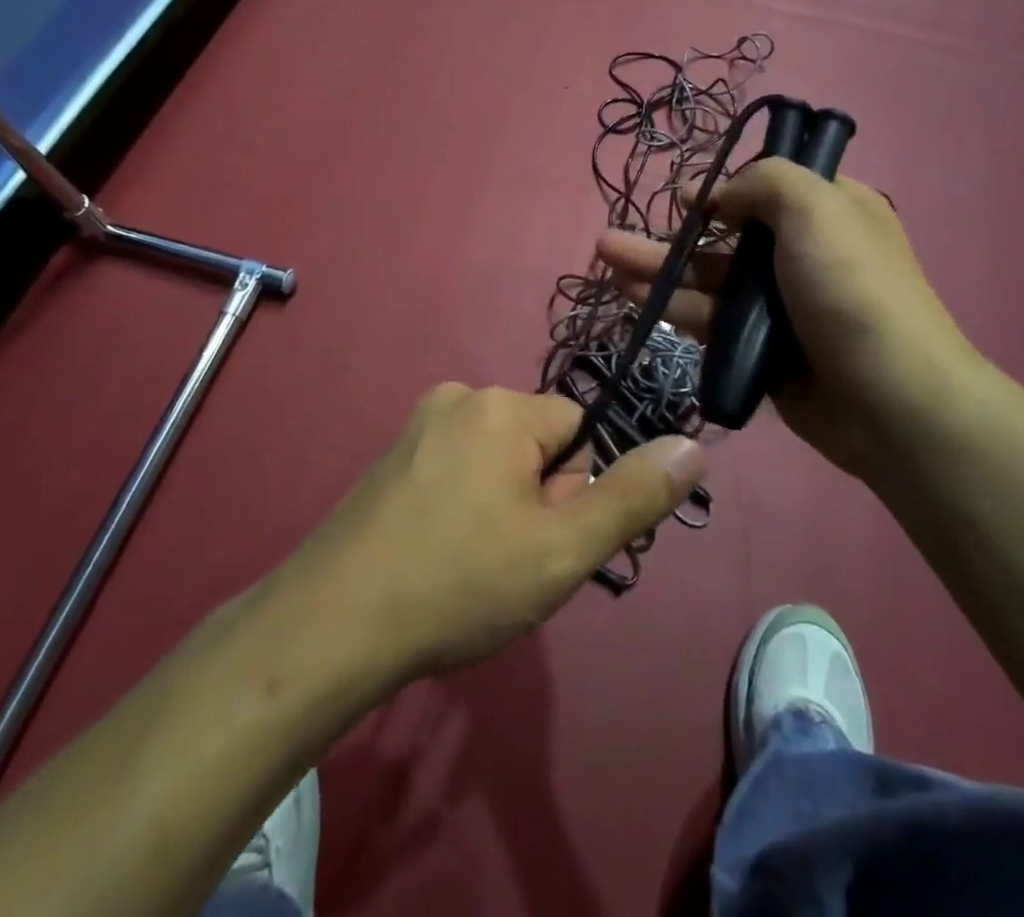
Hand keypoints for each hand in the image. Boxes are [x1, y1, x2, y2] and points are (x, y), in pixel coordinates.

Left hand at [282, 385, 704, 688]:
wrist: (332, 626)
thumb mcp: (562, 550)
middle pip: (538, 442)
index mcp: (502, 406)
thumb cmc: (459, 583)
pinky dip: (464, 506)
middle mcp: (460, 397)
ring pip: (498, 459)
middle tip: (505, 559)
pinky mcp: (392, 456)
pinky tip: (438, 554)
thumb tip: (692, 447)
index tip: (540, 539)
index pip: (579, 430)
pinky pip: (457, 468)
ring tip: (470, 563)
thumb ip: (633, 497)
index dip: (572, 490)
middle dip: (538, 497)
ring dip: (503, 506)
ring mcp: (418, 425)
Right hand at [596, 159, 979, 478]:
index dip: (725, 186)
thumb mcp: (816, 207)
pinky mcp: (760, 348)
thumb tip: (722, 197)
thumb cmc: (851, 289)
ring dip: (658, 268)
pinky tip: (632, 297)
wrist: (889, 401)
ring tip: (606, 258)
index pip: (770, 186)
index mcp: (830, 211)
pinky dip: (672, 306)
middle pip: (726, 233)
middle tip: (615, 234)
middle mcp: (803, 253)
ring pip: (708, 278)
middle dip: (672, 232)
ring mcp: (779, 304)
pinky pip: (709, 319)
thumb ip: (763, 182)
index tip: (686, 196)